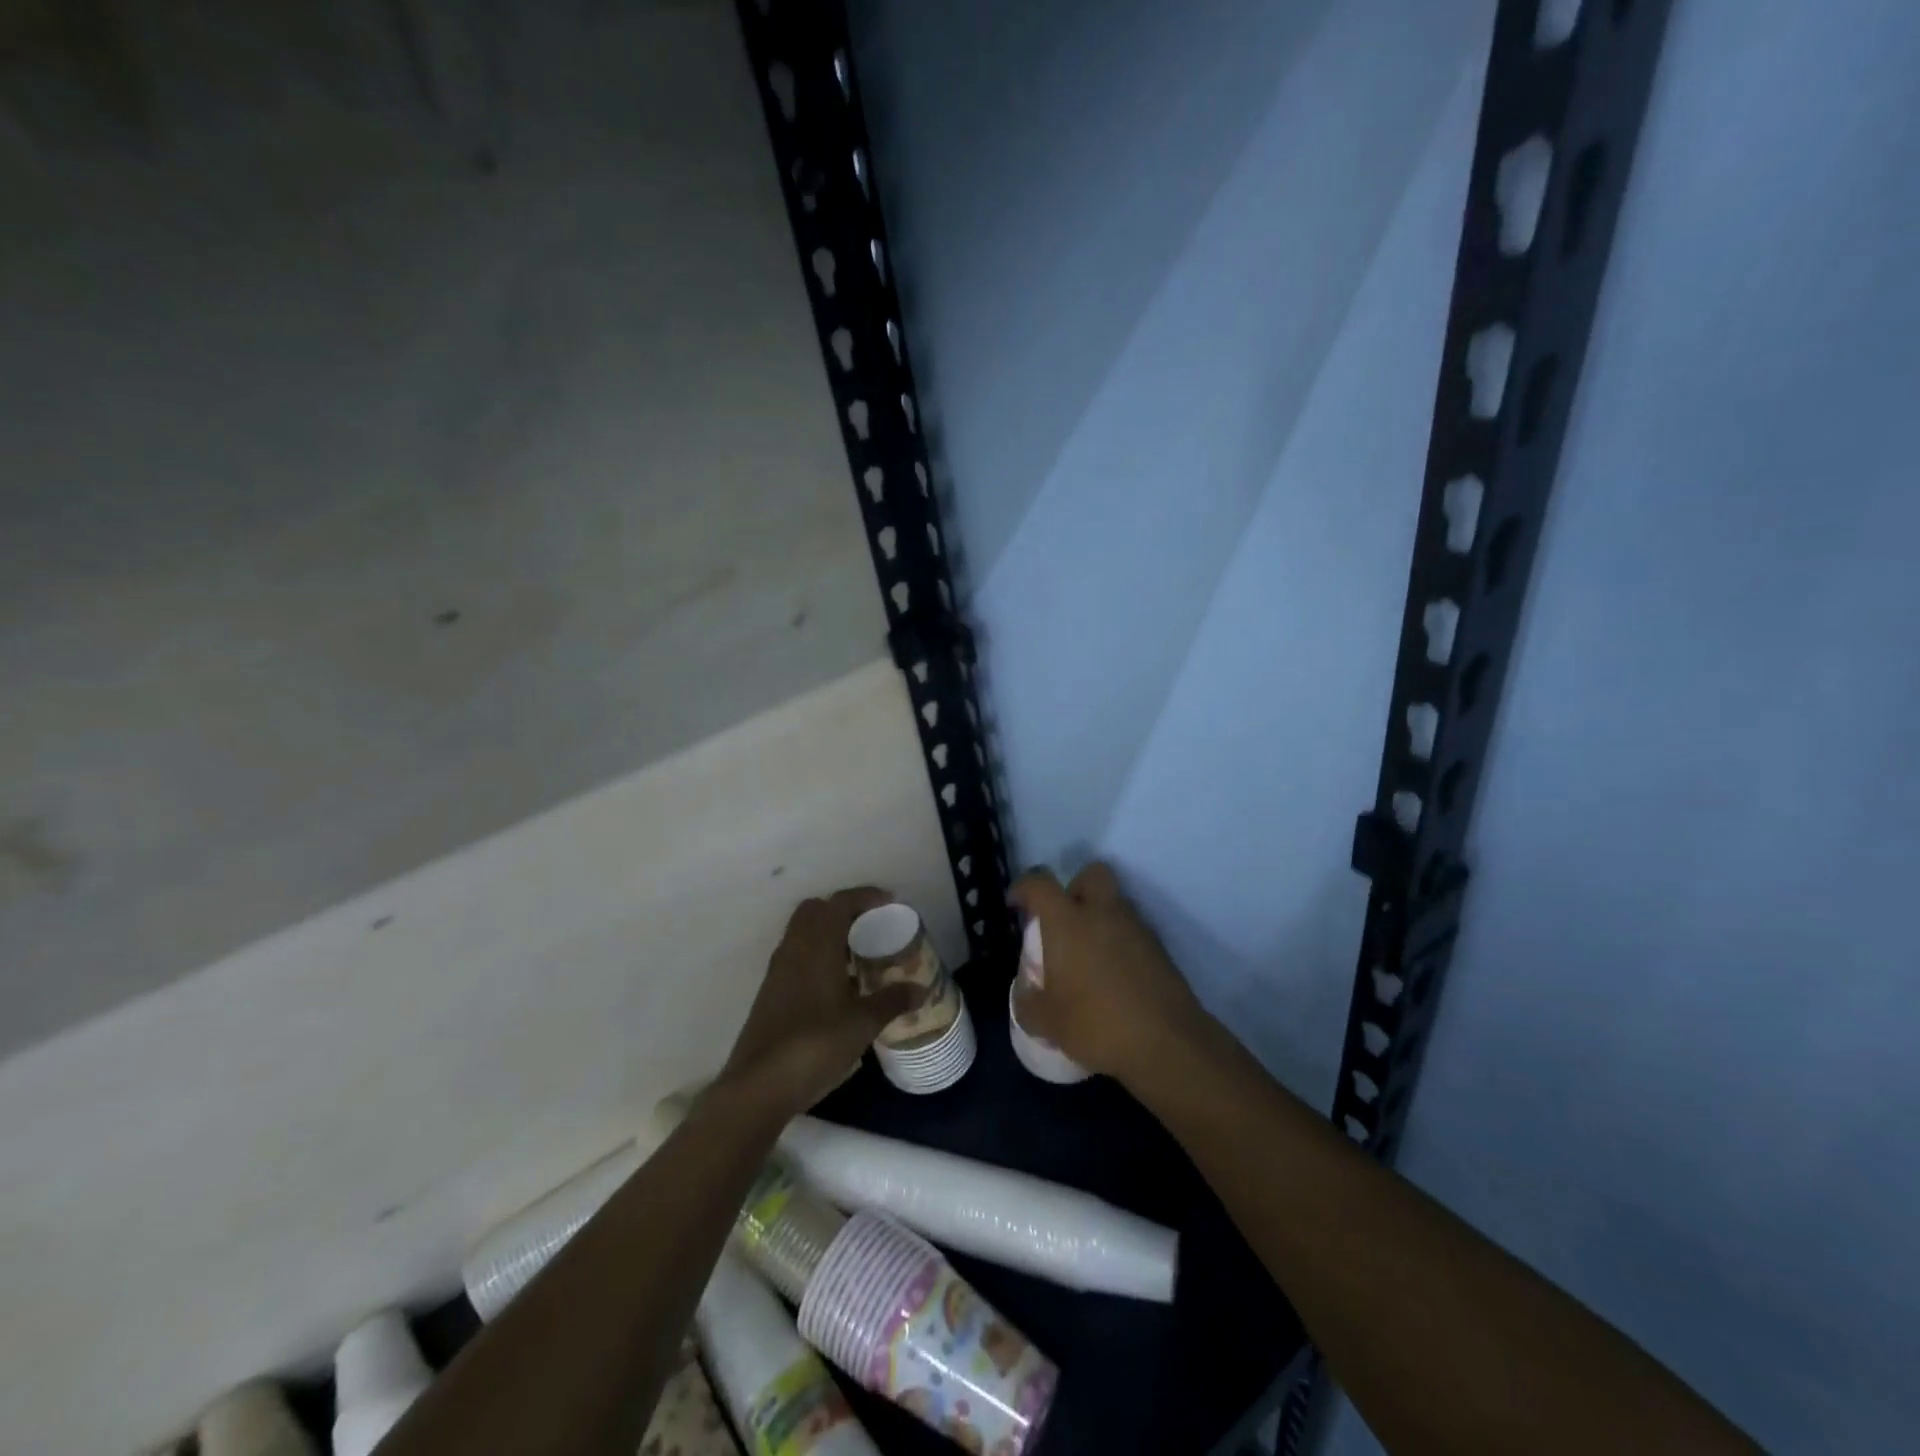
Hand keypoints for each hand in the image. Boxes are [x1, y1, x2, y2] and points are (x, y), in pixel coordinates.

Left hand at [719, 888, 922, 1117]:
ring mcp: (777, 971)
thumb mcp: (862, 1024)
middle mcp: (794, 949)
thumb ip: (892, 1001)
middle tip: (870, 925)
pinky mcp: (769, 992)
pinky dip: (816, 954)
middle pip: (815, 910)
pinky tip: (835, 982)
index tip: (889, 902)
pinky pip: (795, 955)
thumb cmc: (815, 1045)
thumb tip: (919, 989)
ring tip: (856, 952)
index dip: (865, 896)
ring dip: (827, 931)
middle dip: (842, 909)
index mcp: (817, 946)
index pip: (839, 903)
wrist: (759, 1086)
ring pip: (801, 932)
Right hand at [1008, 863, 1214, 1089]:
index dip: (1023, 887)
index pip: (1040, 883)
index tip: (1015, 904)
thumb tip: (1025, 991)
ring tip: (1089, 954)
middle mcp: (1103, 913)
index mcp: (1068, 921)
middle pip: (1091, 874)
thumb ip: (1027, 1001)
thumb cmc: (1096, 1024)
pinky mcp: (1160, 948)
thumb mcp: (1046, 1022)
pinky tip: (1114, 975)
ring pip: (1115, 902)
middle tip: (1063, 919)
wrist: (1166, 1043)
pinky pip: (1133, 930)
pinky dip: (1120, 941)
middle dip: (1074, 888)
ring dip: (1100, 916)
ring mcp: (1136, 928)